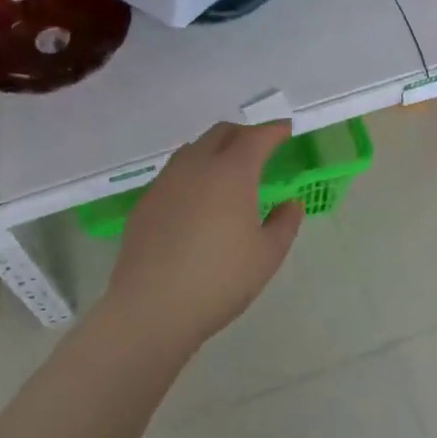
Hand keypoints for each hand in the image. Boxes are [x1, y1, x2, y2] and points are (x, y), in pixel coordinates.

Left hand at [102, 122, 303, 348]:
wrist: (152, 307)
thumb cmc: (219, 280)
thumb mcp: (267, 256)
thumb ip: (284, 223)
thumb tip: (290, 204)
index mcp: (231, 173)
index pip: (256, 137)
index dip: (274, 130)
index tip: (286, 130)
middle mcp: (196, 166)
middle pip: (221, 133)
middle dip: (244, 134)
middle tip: (260, 150)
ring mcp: (166, 182)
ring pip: (193, 149)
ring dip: (215, 150)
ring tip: (227, 172)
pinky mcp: (146, 202)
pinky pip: (174, 173)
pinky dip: (193, 172)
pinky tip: (197, 199)